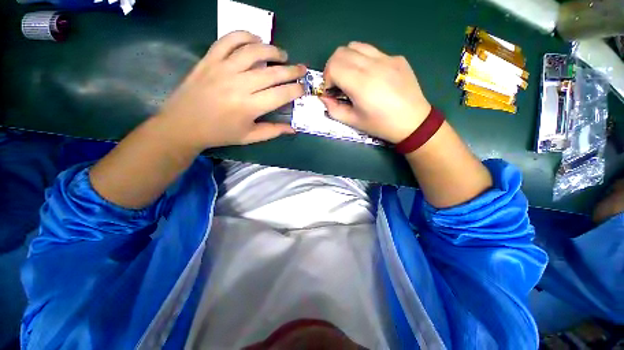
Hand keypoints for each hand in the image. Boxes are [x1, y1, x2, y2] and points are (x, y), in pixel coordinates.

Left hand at [157, 31, 305, 149]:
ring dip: (272, 51)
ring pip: (254, 51)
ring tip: (282, 55)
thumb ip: (273, 131)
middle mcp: (239, 85)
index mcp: (250, 107)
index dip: (296, 90)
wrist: (183, 124)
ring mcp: (223, 68)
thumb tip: (293, 129)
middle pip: (273, 73)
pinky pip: (229, 40)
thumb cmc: (220, 133)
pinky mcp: (210, 59)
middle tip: (302, 69)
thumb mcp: (249, 137)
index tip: (303, 88)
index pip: (281, 94)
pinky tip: (255, 40)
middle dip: (292, 70)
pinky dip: (245, 36)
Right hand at [321, 42, 430, 143]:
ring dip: (347, 60)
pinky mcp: (397, 58)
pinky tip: (371, 76)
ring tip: (351, 76)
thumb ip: (334, 109)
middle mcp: (373, 65)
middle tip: (338, 83)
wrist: (413, 122)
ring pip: (356, 46)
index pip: (333, 65)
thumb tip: (324, 98)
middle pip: (341, 51)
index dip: (327, 78)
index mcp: (361, 84)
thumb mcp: (353, 122)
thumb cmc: (381, 125)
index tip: (332, 90)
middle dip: (333, 67)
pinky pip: (373, 51)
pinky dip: (364, 60)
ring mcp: (387, 58)